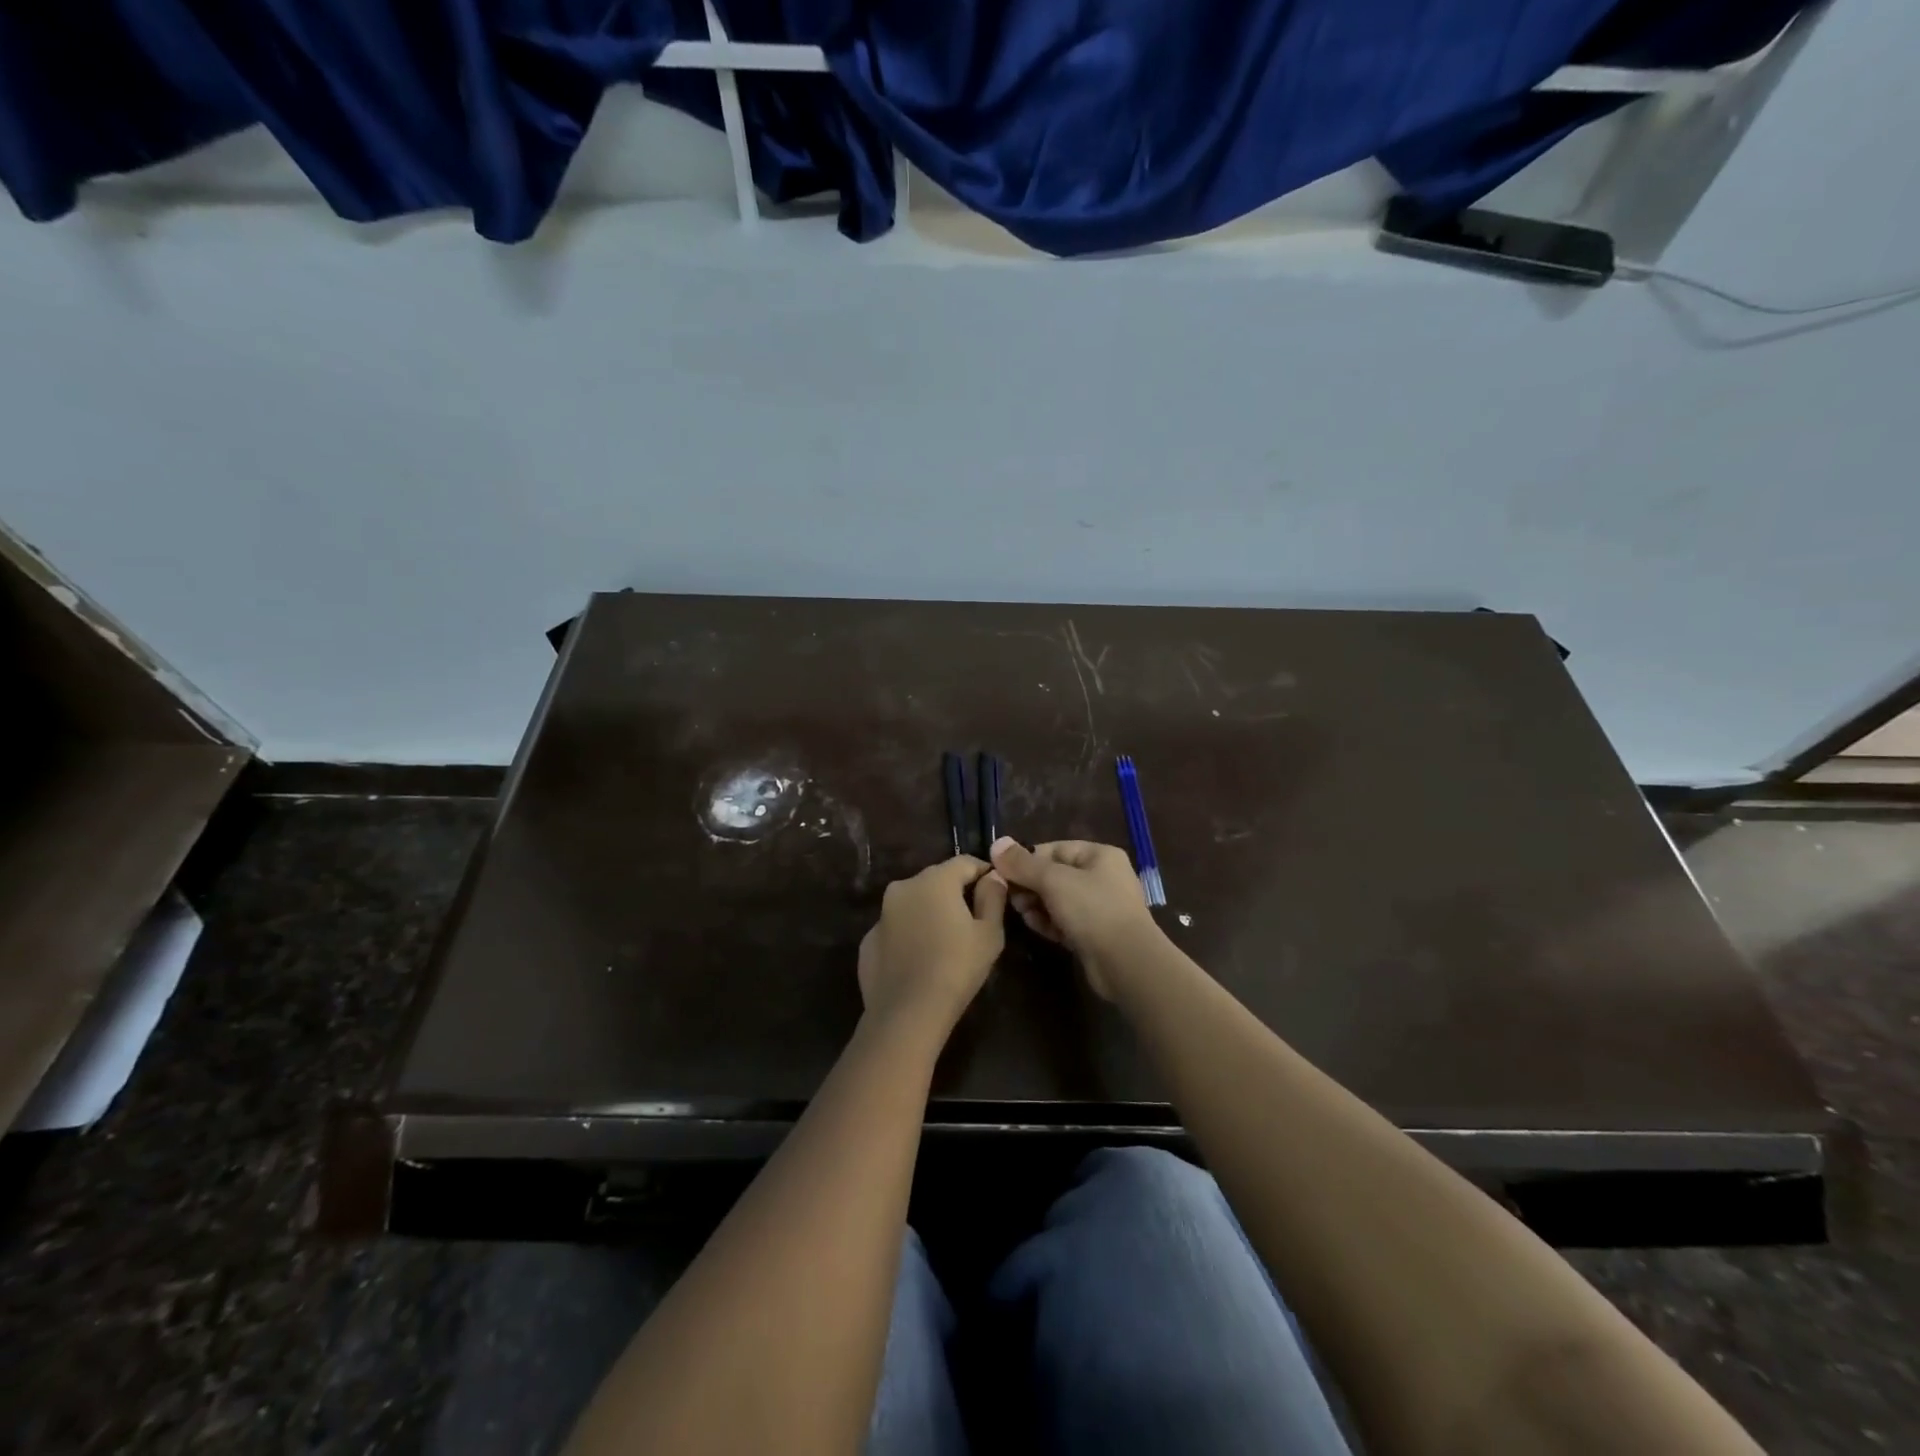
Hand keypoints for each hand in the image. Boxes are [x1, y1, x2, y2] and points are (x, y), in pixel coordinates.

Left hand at [857, 856, 1007, 1033]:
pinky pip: (896, 928)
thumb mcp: (989, 933)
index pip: (965, 862)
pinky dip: (909, 934)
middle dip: (955, 892)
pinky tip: (920, 959)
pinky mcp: (868, 940)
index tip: (996, 889)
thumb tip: (993, 876)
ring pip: (913, 903)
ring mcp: (882, 914)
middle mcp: (903, 887)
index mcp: (935, 880)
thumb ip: (993, 897)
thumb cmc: (957, 968)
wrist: (907, 1014)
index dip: (984, 872)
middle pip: (937, 879)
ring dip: (929, 912)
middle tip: (973, 917)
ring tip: (946, 939)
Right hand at [989, 838, 1160, 999]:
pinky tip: (1036, 927)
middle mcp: (1102, 877)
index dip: (1027, 860)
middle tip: (1011, 897)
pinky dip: (1050, 922)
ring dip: (1037, 904)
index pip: (1054, 849)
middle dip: (1030, 885)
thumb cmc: (1092, 910)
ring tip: (1022, 913)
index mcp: (1099, 856)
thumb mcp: (1054, 880)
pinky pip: (1065, 921)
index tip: (1003, 873)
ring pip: (1058, 899)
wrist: (1126, 963)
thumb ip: (1023, 863)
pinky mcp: (1095, 933)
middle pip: (1055, 874)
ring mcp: (1100, 907)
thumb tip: (996, 842)